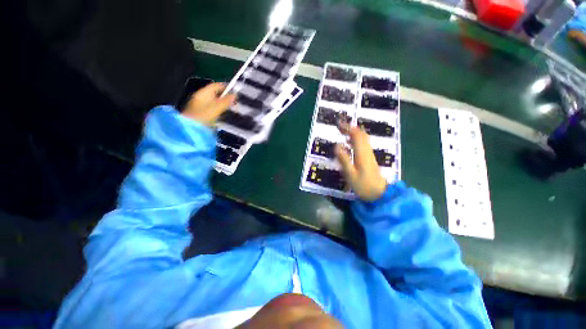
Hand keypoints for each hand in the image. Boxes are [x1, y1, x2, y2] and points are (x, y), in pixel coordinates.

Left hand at [182, 82, 236, 125]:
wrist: (190, 129)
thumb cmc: (203, 117)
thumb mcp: (216, 109)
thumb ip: (226, 102)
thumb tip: (235, 95)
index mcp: (204, 93)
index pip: (216, 85)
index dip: (226, 87)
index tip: (236, 92)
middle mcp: (201, 97)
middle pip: (215, 93)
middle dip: (225, 96)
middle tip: (235, 101)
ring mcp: (200, 105)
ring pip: (214, 101)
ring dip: (223, 103)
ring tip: (231, 108)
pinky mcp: (201, 113)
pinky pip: (212, 107)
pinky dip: (218, 109)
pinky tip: (223, 114)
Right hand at [336, 125, 386, 200]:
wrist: (379, 193)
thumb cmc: (363, 185)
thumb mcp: (350, 174)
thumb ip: (344, 159)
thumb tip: (337, 145)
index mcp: (362, 153)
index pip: (356, 135)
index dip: (348, 128)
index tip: (339, 124)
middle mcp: (367, 151)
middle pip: (361, 134)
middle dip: (350, 128)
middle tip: (339, 126)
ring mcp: (369, 154)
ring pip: (363, 138)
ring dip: (353, 133)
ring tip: (342, 131)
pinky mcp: (369, 158)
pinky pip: (363, 144)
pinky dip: (356, 139)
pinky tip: (349, 143)